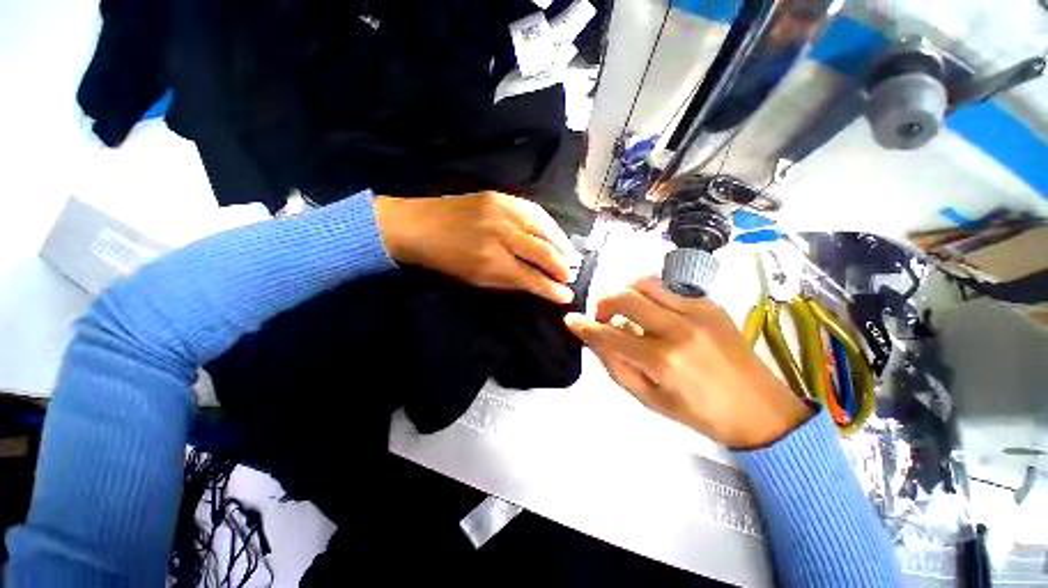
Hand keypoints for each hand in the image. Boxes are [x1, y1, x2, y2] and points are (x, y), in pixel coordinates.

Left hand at [374, 191, 575, 303]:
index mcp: (491, 261)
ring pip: (544, 228)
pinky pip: (534, 210)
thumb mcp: (477, 280)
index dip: (551, 289)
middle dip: (562, 267)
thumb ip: (511, 282)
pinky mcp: (500, 196)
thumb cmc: (446, 261)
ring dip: (561, 244)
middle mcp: (500, 234)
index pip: (531, 277)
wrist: (418, 226)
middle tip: (570, 277)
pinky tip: (555, 234)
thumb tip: (539, 285)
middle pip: (543, 252)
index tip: (566, 296)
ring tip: (570, 256)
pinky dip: (549, 225)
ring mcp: (501, 210)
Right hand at [564, 276, 811, 448]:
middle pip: (624, 296)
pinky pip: (666, 286)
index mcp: (663, 361)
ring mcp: (696, 310)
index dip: (585, 326)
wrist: (759, 408)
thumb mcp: (649, 399)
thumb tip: (594, 339)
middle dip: (602, 303)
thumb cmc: (700, 413)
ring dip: (624, 292)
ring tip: (623, 309)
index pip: (610, 335)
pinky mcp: (708, 302)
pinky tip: (650, 311)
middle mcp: (678, 328)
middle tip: (602, 317)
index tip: (571, 320)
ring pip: (643, 282)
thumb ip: (616, 366)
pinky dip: (648, 294)